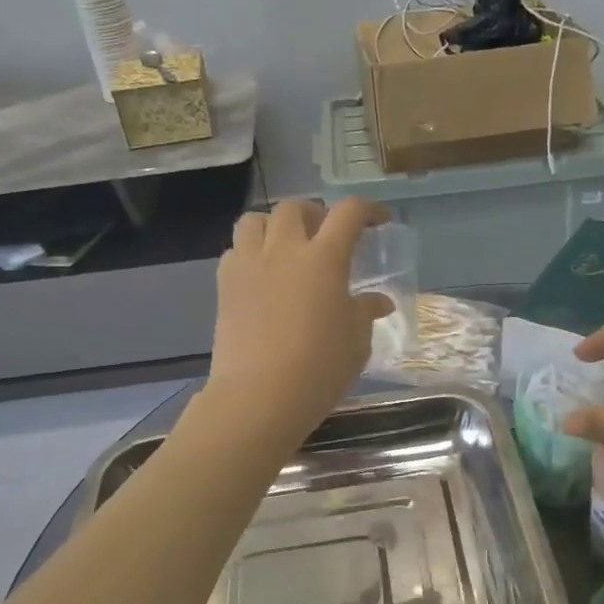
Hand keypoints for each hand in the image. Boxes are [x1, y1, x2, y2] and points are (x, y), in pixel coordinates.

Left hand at [203, 198, 393, 441]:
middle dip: (314, 214)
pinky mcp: (225, 285)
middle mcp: (284, 250)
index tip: (379, 220)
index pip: (348, 213)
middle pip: (295, 208)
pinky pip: (235, 250)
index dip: (367, 209)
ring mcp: (249, 265)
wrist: (259, 395)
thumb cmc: (319, 368)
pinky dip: (250, 253)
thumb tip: (378, 301)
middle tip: (325, 236)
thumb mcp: (356, 342)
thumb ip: (365, 312)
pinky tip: (261, 276)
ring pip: (255, 220)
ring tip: (286, 247)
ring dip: (274, 226)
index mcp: (324, 259)